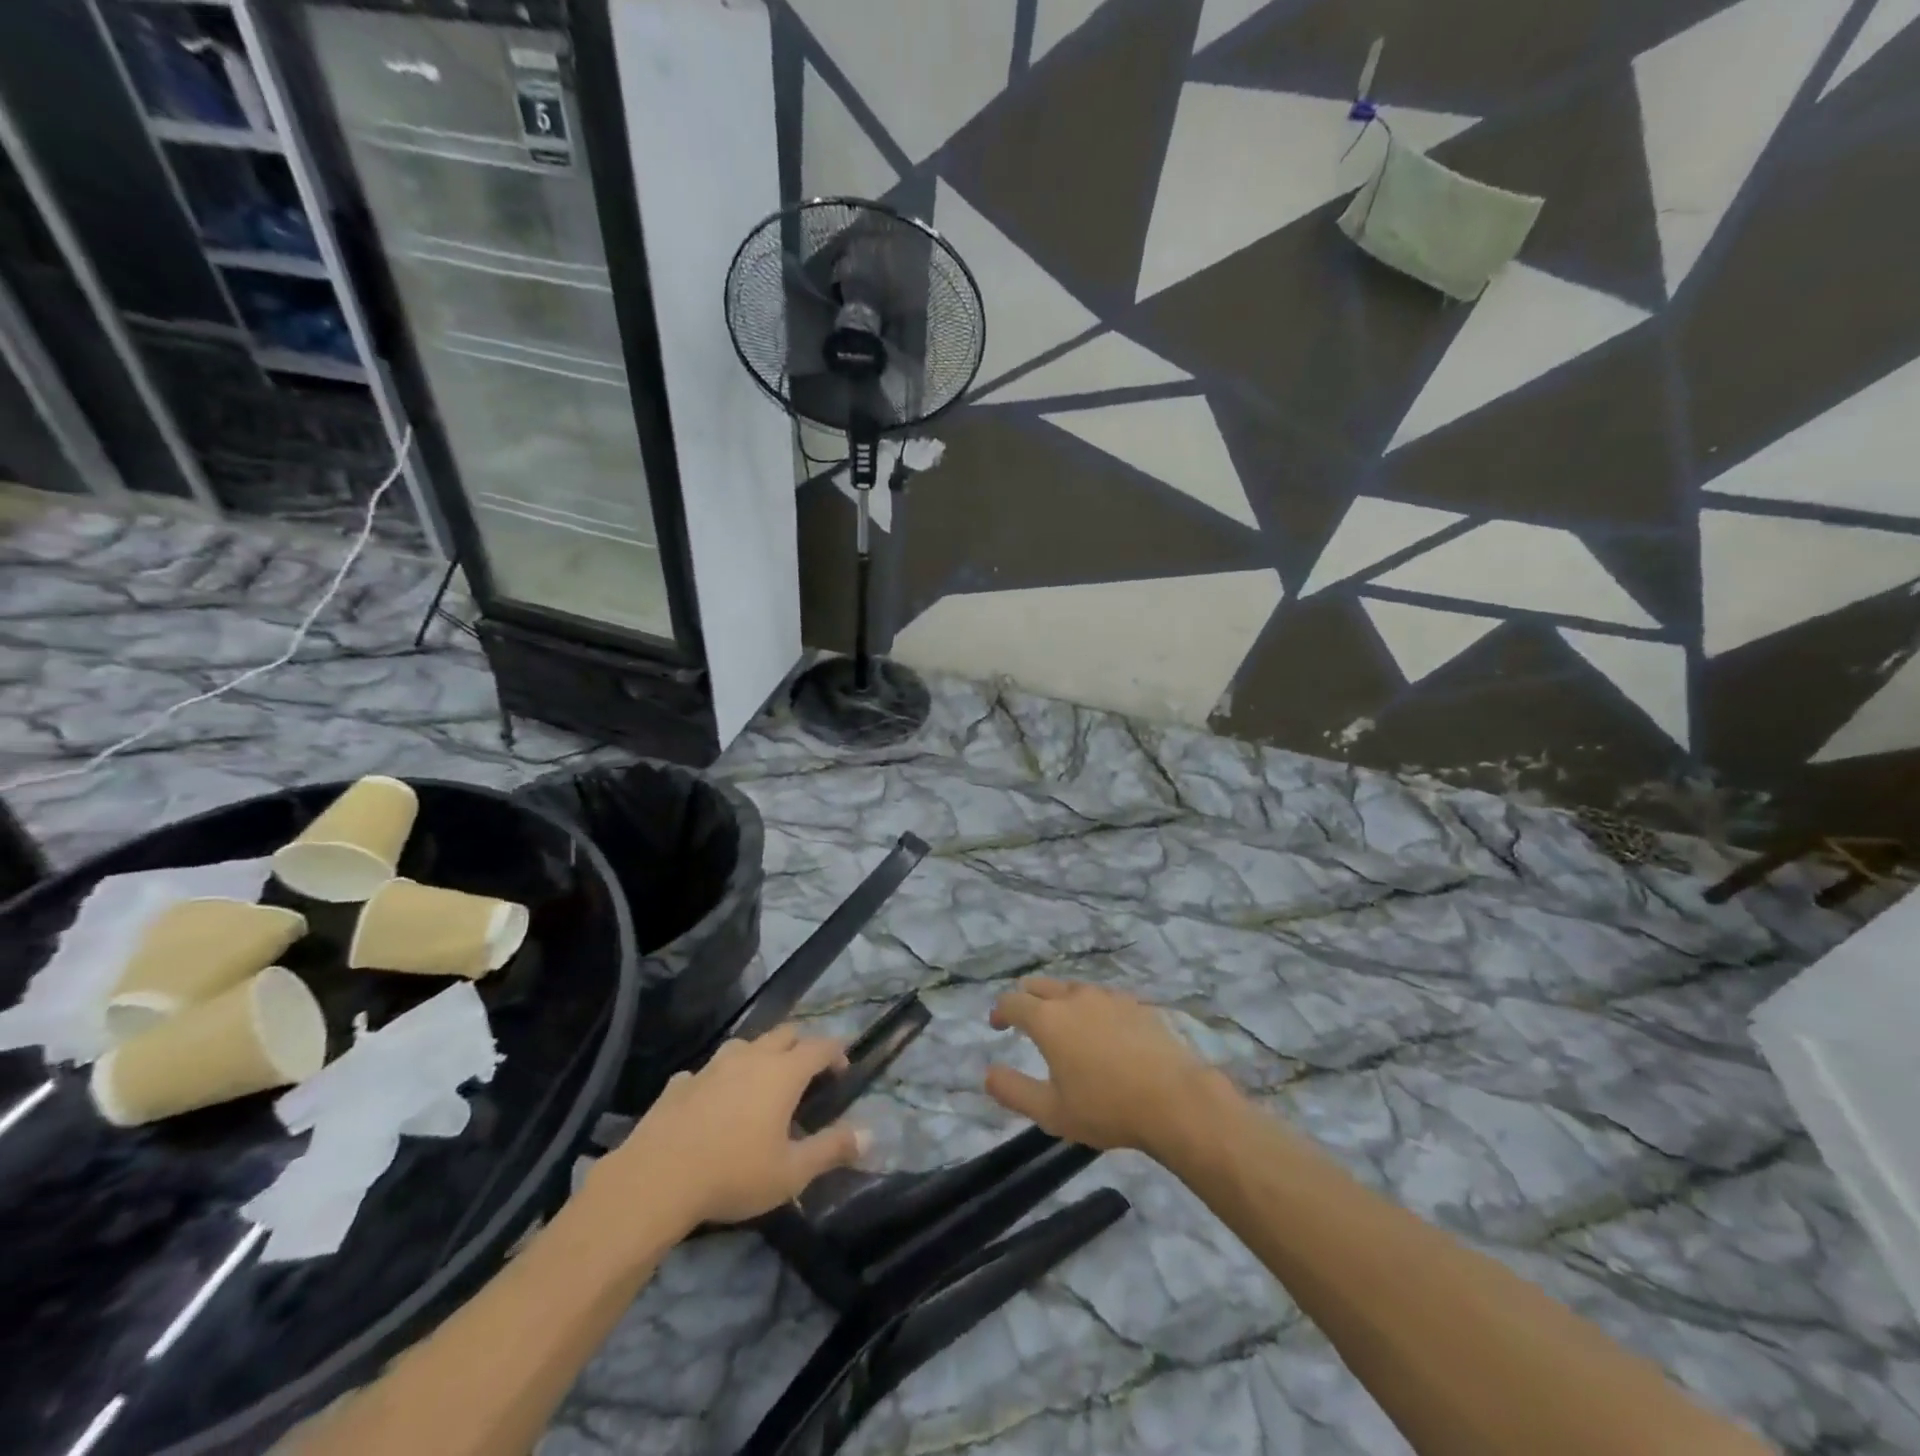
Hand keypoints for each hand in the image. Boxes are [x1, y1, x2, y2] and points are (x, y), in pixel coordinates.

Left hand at [605, 1026, 868, 1233]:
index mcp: (783, 1073)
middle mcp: (751, 1058)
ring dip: (759, 1055)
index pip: (819, 1046)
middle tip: (808, 1071)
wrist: (656, 1179)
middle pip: (783, 1034)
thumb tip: (870, 1135)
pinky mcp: (680, 1084)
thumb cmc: (734, 1174)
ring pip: (744, 1045)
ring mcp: (712, 1067)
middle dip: (801, 1045)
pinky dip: (718, 1079)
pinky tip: (712, 1100)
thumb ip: (832, 1149)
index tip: (844, 1067)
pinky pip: (706, 1071)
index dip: (836, 1052)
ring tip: (761, 1081)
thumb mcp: (792, 1172)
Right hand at [984, 978, 1220, 1156]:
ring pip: (1072, 987)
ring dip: (1058, 1000)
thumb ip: (1013, 1091)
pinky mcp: (1134, 1003)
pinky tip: (1100, 1029)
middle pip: (1039, 985)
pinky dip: (1089, 1006)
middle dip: (1025, 998)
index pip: (1012, 1001)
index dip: (999, 1011)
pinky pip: (1101, 997)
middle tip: (1023, 1018)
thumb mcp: (1051, 1112)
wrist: (1175, 1099)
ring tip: (1062, 1023)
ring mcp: (1107, 996)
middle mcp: (1074, 997)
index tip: (997, 1025)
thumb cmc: (1107, 1108)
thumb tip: (988, 1074)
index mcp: (1048, 1019)